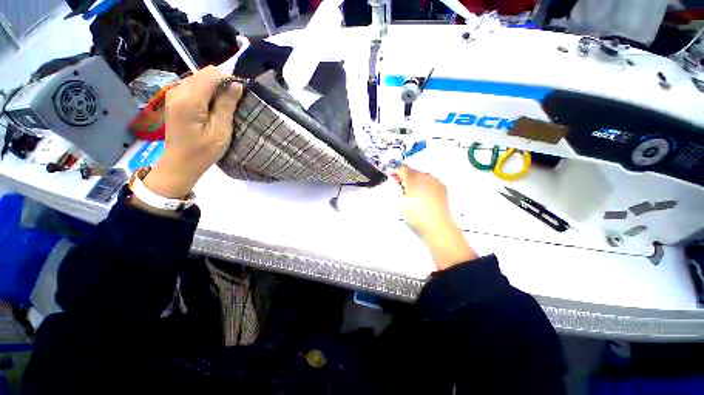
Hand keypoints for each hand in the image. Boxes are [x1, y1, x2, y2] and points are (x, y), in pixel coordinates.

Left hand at [144, 66, 242, 197]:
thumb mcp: (220, 131)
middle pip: (204, 74)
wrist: (180, 163)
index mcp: (189, 100)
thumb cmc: (203, 151)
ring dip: (215, 87)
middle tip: (235, 100)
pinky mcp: (174, 98)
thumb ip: (226, 105)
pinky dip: (207, 91)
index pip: (211, 75)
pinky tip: (213, 106)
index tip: (241, 93)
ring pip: (199, 78)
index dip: (229, 79)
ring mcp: (174, 94)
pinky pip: (194, 86)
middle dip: (223, 82)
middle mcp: (178, 91)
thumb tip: (236, 85)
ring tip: (226, 105)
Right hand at [394, 166, 476, 269]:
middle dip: (406, 176)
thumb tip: (397, 182)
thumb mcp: (400, 202)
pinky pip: (430, 181)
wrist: (437, 224)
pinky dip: (425, 184)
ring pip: (422, 176)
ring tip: (414, 192)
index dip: (396, 171)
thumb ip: (397, 189)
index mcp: (413, 178)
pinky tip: (424, 194)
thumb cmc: (416, 213)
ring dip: (416, 180)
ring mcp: (435, 181)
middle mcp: (425, 176)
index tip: (392, 177)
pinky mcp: (442, 186)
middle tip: (402, 186)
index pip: (402, 168)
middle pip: (412, 171)